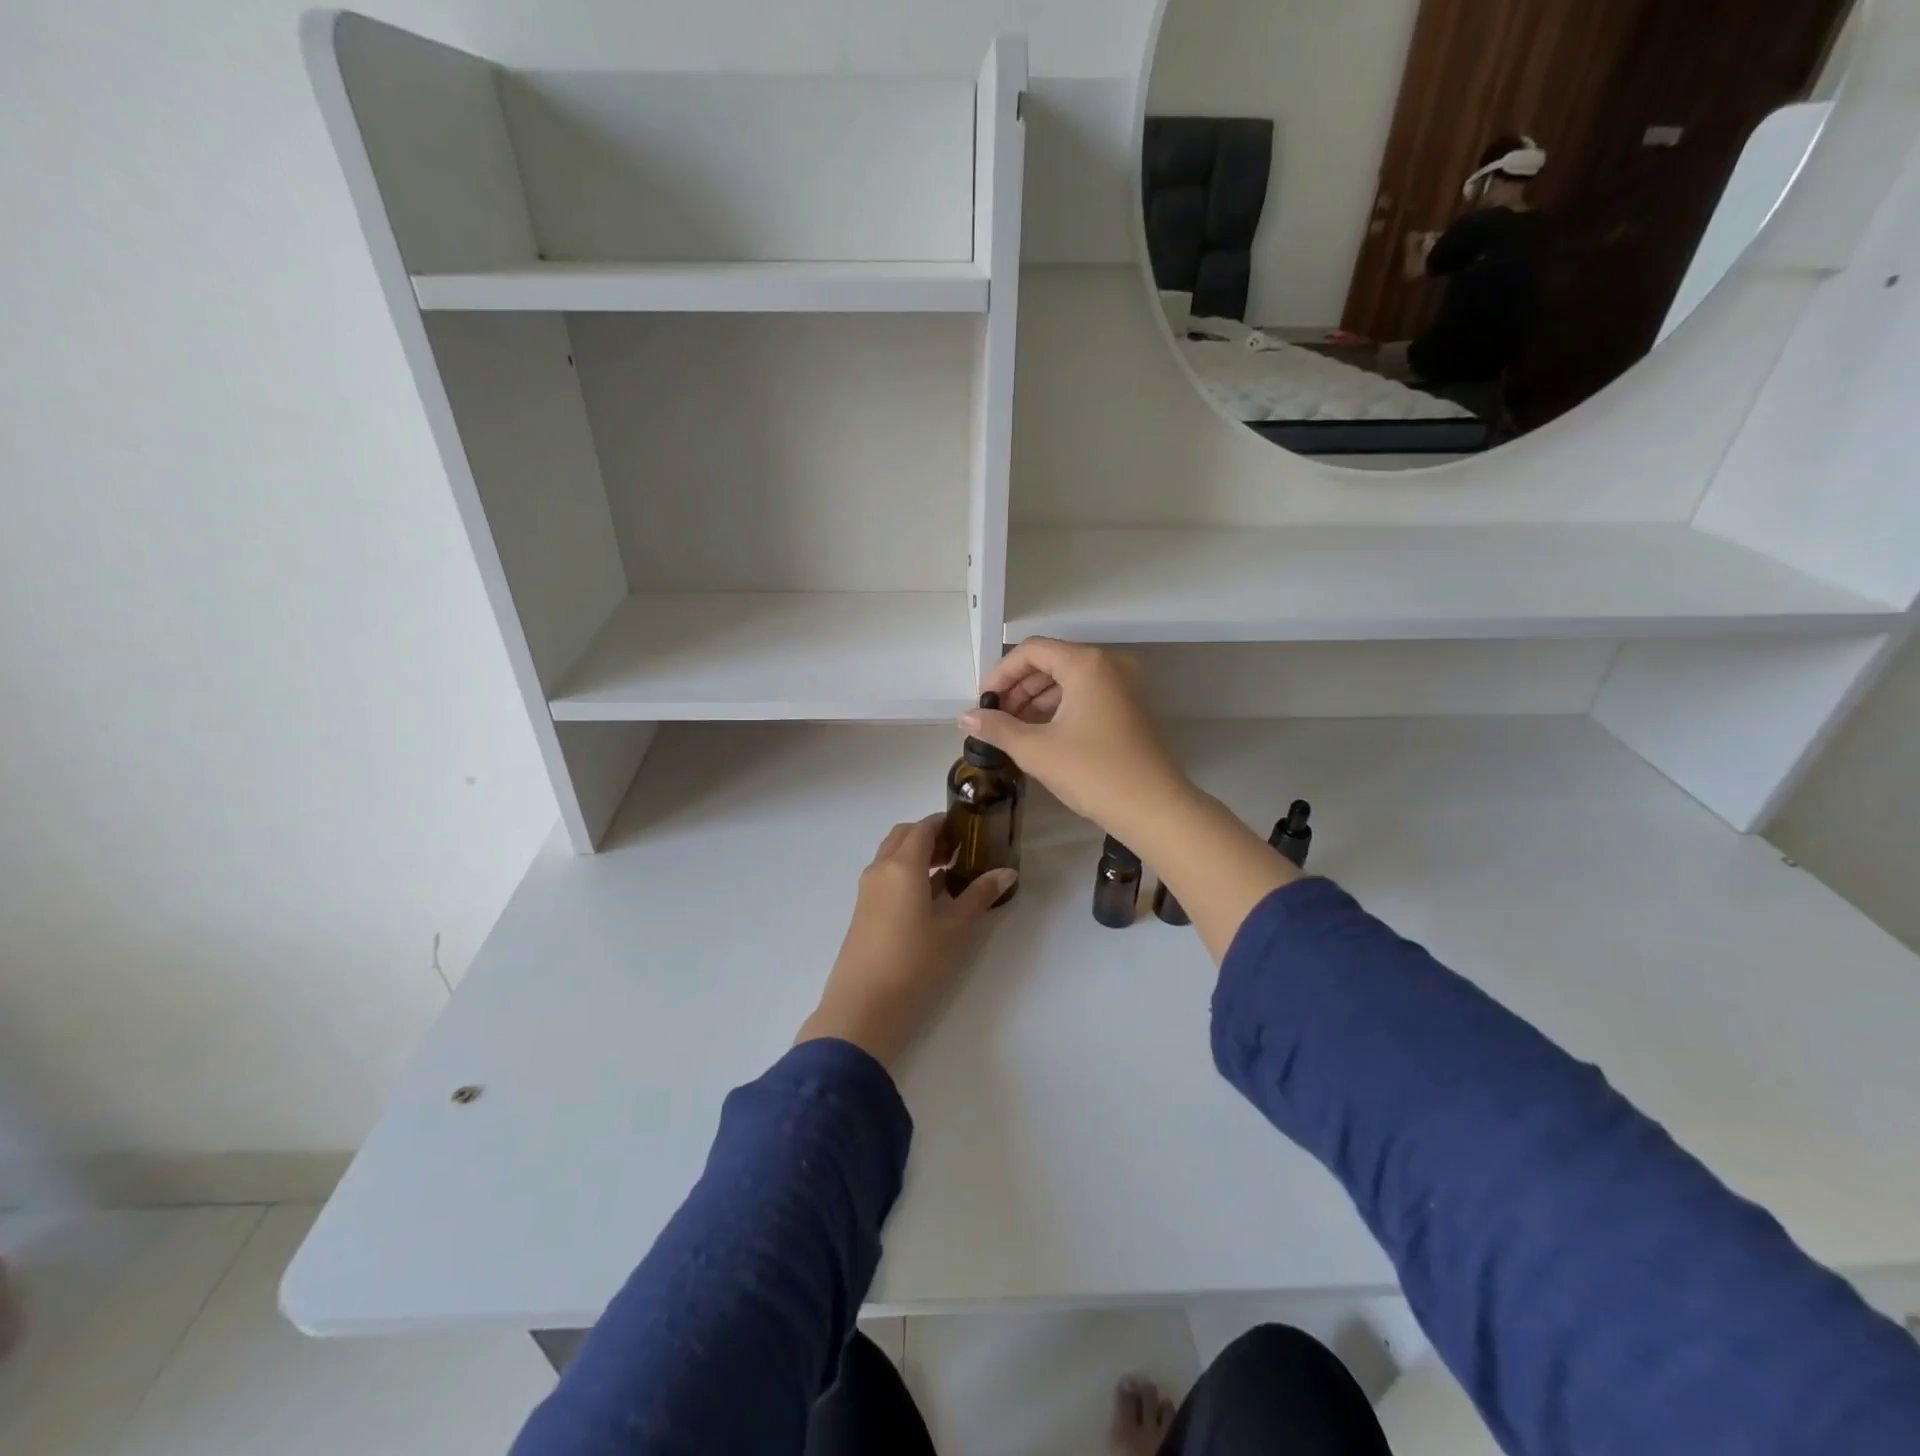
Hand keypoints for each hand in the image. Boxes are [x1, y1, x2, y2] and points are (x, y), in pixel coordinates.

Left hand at [796, 816, 1015, 1068]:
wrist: (863, 1005)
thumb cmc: (914, 961)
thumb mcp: (955, 929)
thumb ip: (979, 896)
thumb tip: (1007, 872)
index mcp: (903, 865)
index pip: (923, 827)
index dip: (946, 822)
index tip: (970, 828)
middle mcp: (881, 869)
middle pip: (904, 836)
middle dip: (931, 835)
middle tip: (961, 848)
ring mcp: (868, 890)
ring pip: (892, 855)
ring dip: (918, 854)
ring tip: (950, 870)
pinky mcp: (864, 910)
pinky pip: (886, 876)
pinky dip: (907, 872)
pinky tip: (930, 896)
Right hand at [968, 638, 1193, 841]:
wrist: (1154, 808)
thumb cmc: (1093, 773)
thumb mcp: (1036, 750)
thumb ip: (998, 728)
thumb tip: (967, 718)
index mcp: (1086, 664)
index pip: (1032, 651)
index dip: (1001, 674)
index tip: (983, 703)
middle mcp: (1108, 665)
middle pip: (1051, 662)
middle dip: (1018, 688)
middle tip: (995, 718)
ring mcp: (1124, 686)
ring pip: (1069, 680)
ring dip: (1037, 700)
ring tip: (1013, 730)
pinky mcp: (1130, 708)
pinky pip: (1086, 696)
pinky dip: (1060, 709)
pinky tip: (1041, 735)